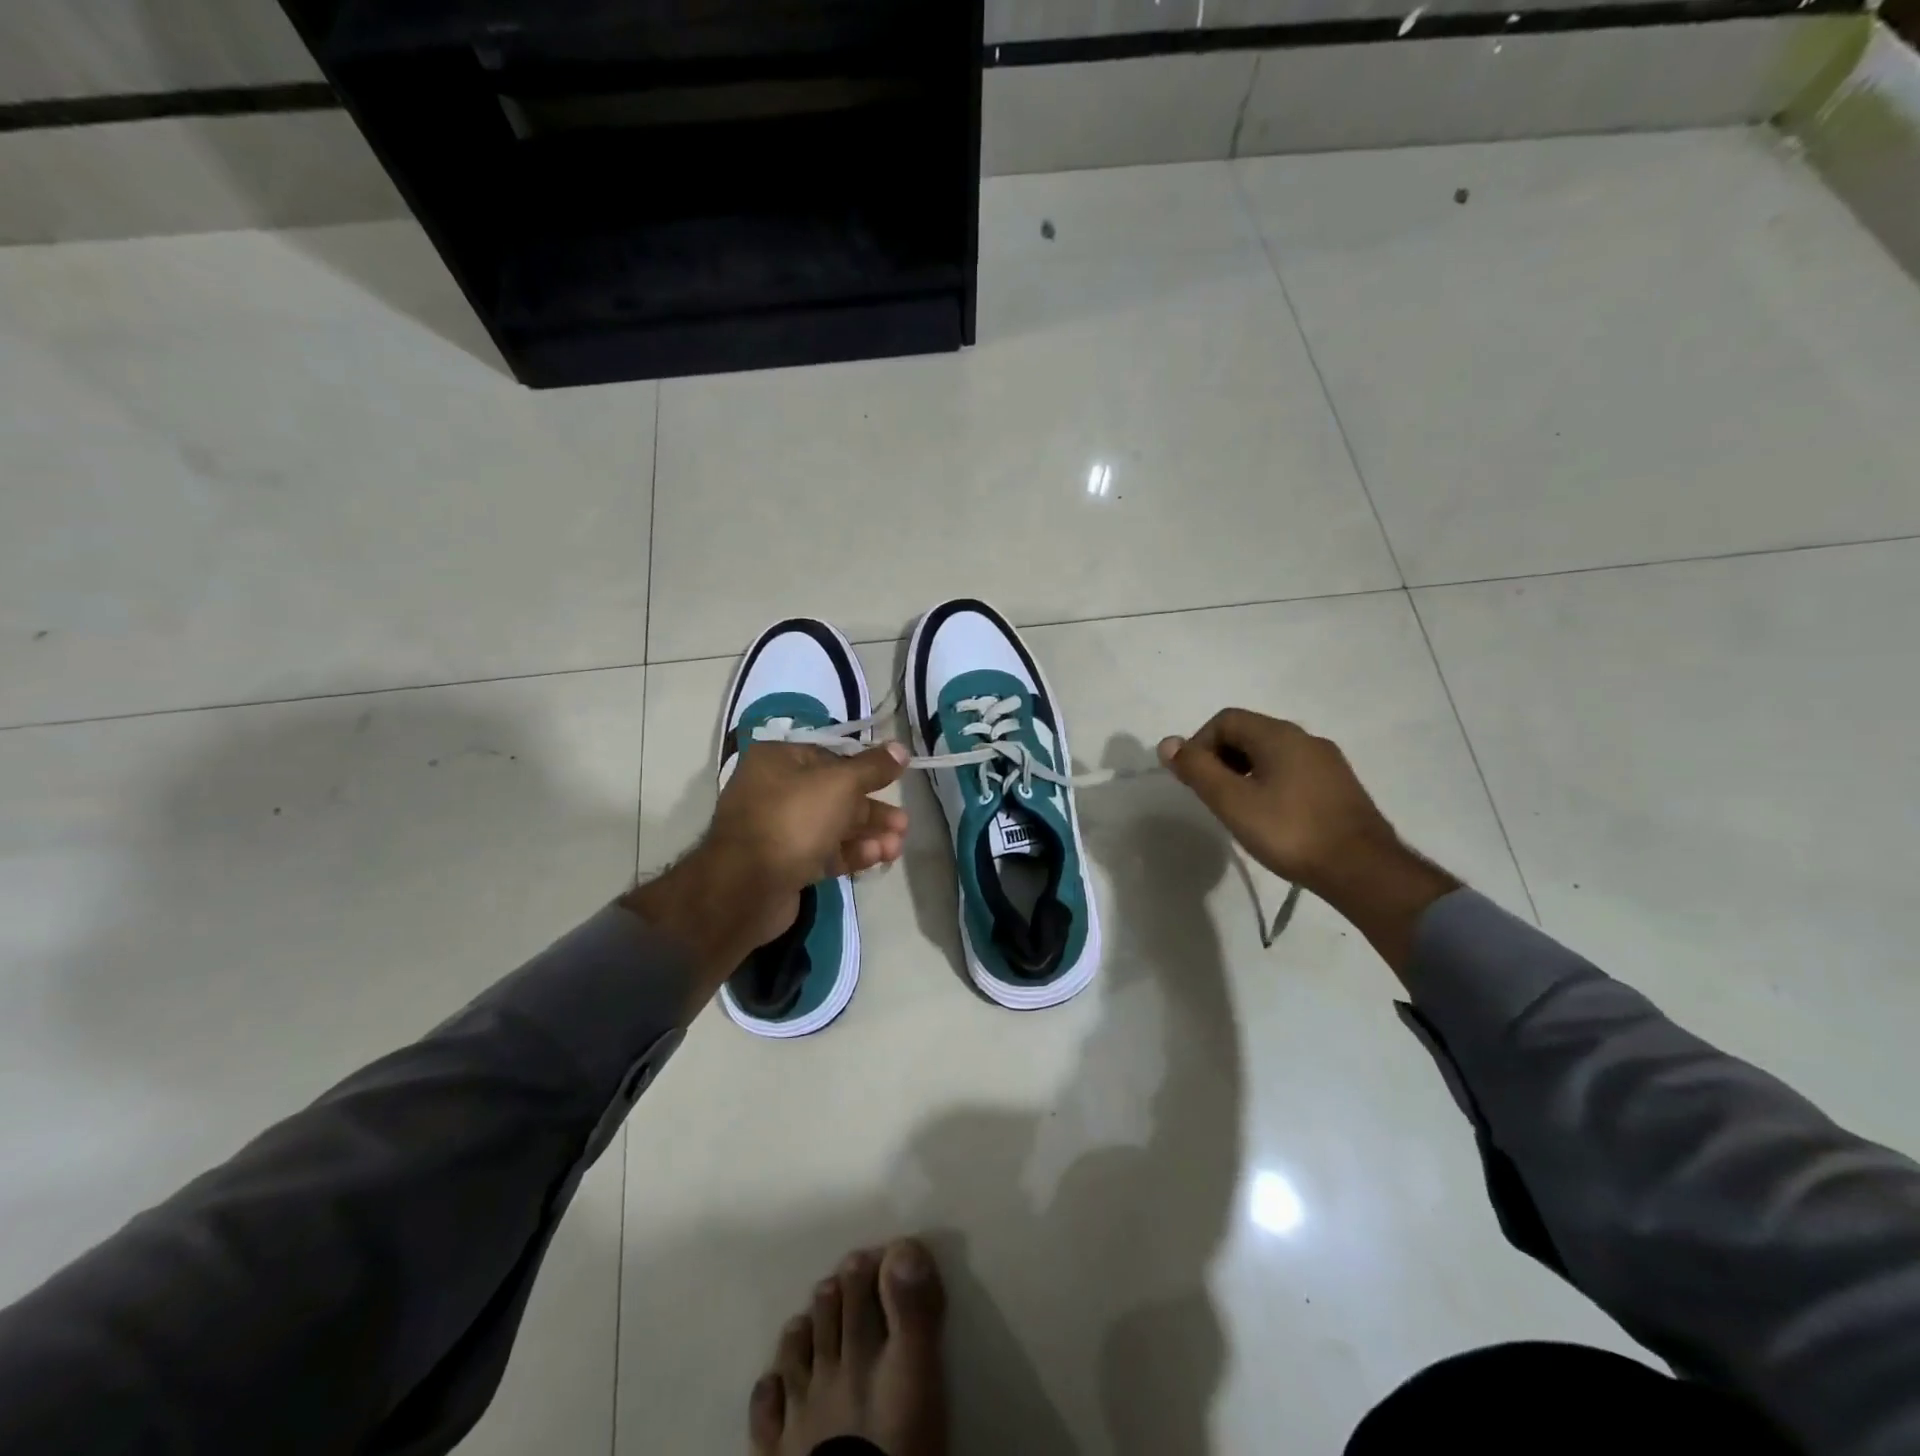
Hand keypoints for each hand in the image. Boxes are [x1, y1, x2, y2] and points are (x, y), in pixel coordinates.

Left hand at [623, 741, 909, 998]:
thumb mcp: (840, 784)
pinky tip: (877, 857)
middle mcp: (775, 790)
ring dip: (868, 834)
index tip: (894, 780)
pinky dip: (851, 854)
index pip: (830, 756)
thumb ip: (873, 767)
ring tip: (897, 846)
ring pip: (833, 826)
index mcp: (778, 760)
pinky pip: (824, 852)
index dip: (865, 769)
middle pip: (836, 795)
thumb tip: (900, 748)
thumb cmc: (793, 820)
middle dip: (872, 810)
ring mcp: (779, 829)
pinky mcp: (786, 863)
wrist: (746, 888)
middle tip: (903, 823)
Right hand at [1158, 709, 1458, 971]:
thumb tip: (1167, 743)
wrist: (1362, 869)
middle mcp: (1305, 738)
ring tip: (1238, 809)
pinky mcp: (1339, 786)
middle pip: (1249, 733)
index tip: (1194, 780)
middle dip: (1221, 758)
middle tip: (1212, 796)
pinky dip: (1270, 783)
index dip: (1200, 744)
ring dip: (1245, 772)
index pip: (1226, 720)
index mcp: (1279, 735)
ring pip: (1271, 754)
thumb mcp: (1232, 802)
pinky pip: (1292, 771)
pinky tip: (1271, 817)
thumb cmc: (1289, 832)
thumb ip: (1198, 770)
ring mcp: (1327, 762)